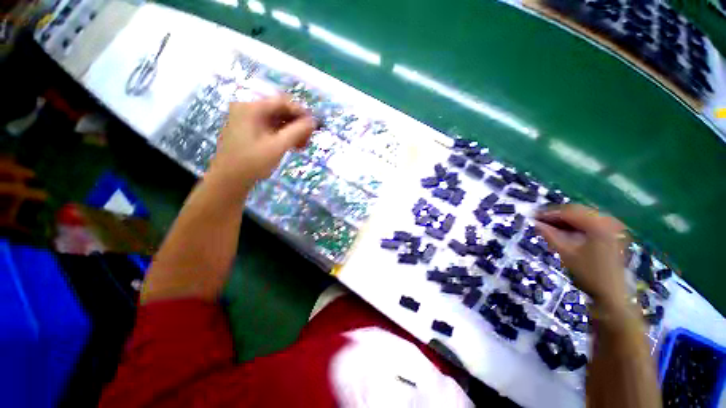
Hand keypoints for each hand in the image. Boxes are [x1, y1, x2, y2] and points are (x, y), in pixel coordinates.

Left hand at [210, 96, 316, 184]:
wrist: (224, 185)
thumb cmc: (250, 164)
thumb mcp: (277, 147)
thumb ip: (297, 131)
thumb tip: (313, 121)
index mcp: (251, 108)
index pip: (282, 102)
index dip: (301, 112)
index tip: (314, 125)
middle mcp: (245, 109)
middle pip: (277, 109)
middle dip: (294, 123)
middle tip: (308, 138)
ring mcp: (241, 120)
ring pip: (271, 119)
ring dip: (287, 130)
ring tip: (299, 146)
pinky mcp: (241, 131)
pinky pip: (263, 126)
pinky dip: (276, 134)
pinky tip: (286, 146)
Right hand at [535, 204, 627, 311]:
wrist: (611, 297)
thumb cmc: (591, 278)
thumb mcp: (570, 257)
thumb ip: (553, 238)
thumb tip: (537, 225)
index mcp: (597, 221)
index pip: (570, 211)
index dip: (551, 214)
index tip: (535, 217)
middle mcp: (607, 217)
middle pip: (579, 212)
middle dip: (561, 218)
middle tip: (543, 223)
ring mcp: (612, 224)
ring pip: (586, 218)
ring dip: (570, 223)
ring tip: (555, 229)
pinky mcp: (614, 233)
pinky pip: (594, 225)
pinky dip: (581, 228)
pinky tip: (572, 235)